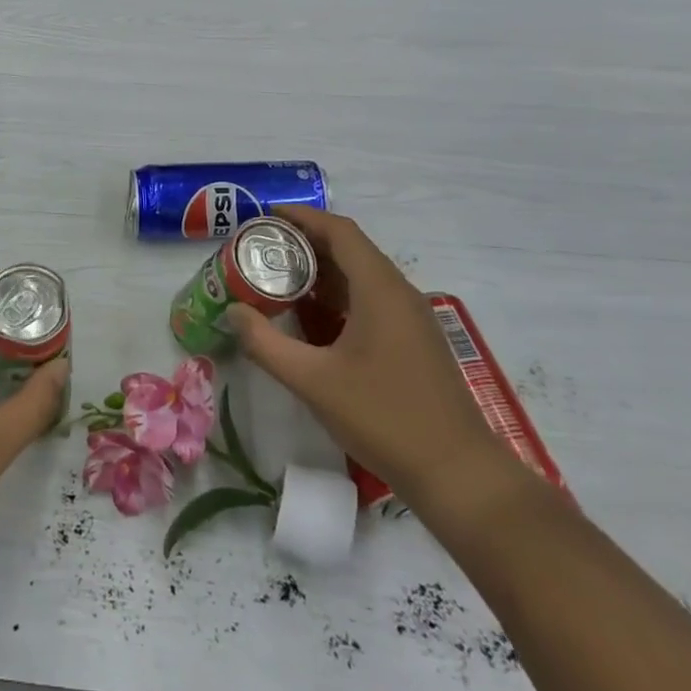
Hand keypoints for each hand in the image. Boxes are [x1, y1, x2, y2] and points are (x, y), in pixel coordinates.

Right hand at [226, 206, 503, 507]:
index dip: (303, 217)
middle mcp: (399, 293)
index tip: (266, 216)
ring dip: (321, 271)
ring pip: (361, 276)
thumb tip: (233, 313)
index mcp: (380, 289)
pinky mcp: (413, 341)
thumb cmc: (383, 417)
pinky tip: (312, 317)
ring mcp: (410, 318)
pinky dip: (338, 296)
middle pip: (350, 249)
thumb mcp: (313, 381)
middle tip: (262, 248)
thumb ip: (266, 344)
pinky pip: (371, 300)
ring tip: (278, 276)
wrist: (457, 474)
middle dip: (305, 243)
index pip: (340, 231)